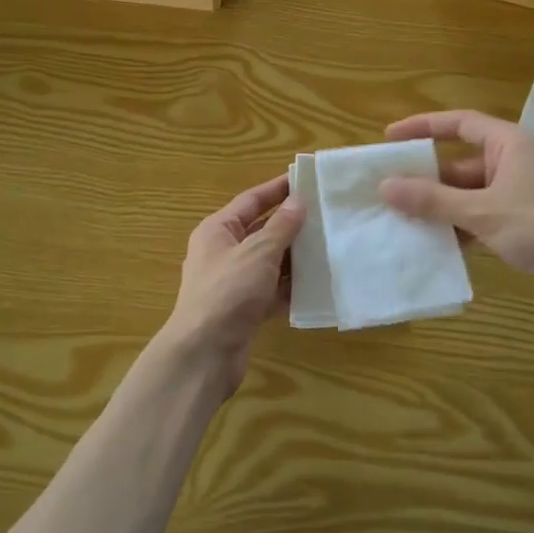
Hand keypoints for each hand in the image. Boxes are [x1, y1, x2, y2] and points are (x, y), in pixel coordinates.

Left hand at [163, 172, 305, 393]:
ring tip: (329, 244)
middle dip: (291, 224)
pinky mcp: (244, 309)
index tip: (306, 179)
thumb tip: (298, 201)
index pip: (251, 200)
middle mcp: (223, 252)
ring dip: (295, 256)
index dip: (277, 188)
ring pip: (269, 262)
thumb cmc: (228, 292)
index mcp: (217, 230)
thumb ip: (281, 227)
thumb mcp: (258, 253)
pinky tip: (318, 282)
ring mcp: (233, 283)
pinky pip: (272, 290)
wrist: (205, 353)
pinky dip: (291, 286)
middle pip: (261, 230)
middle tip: (326, 213)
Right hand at [379, 109, 533, 312]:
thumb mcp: (481, 212)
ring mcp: (521, 192)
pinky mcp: (525, 220)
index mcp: (510, 143)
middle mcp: (516, 160)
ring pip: (470, 192)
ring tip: (404, 219)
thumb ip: (432, 200)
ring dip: (442, 206)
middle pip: (461, 162)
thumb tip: (385, 186)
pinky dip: (461, 225)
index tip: (390, 138)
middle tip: (390, 190)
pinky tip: (437, 243)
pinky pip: (482, 214)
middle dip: (428, 178)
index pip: (460, 123)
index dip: (423, 127)